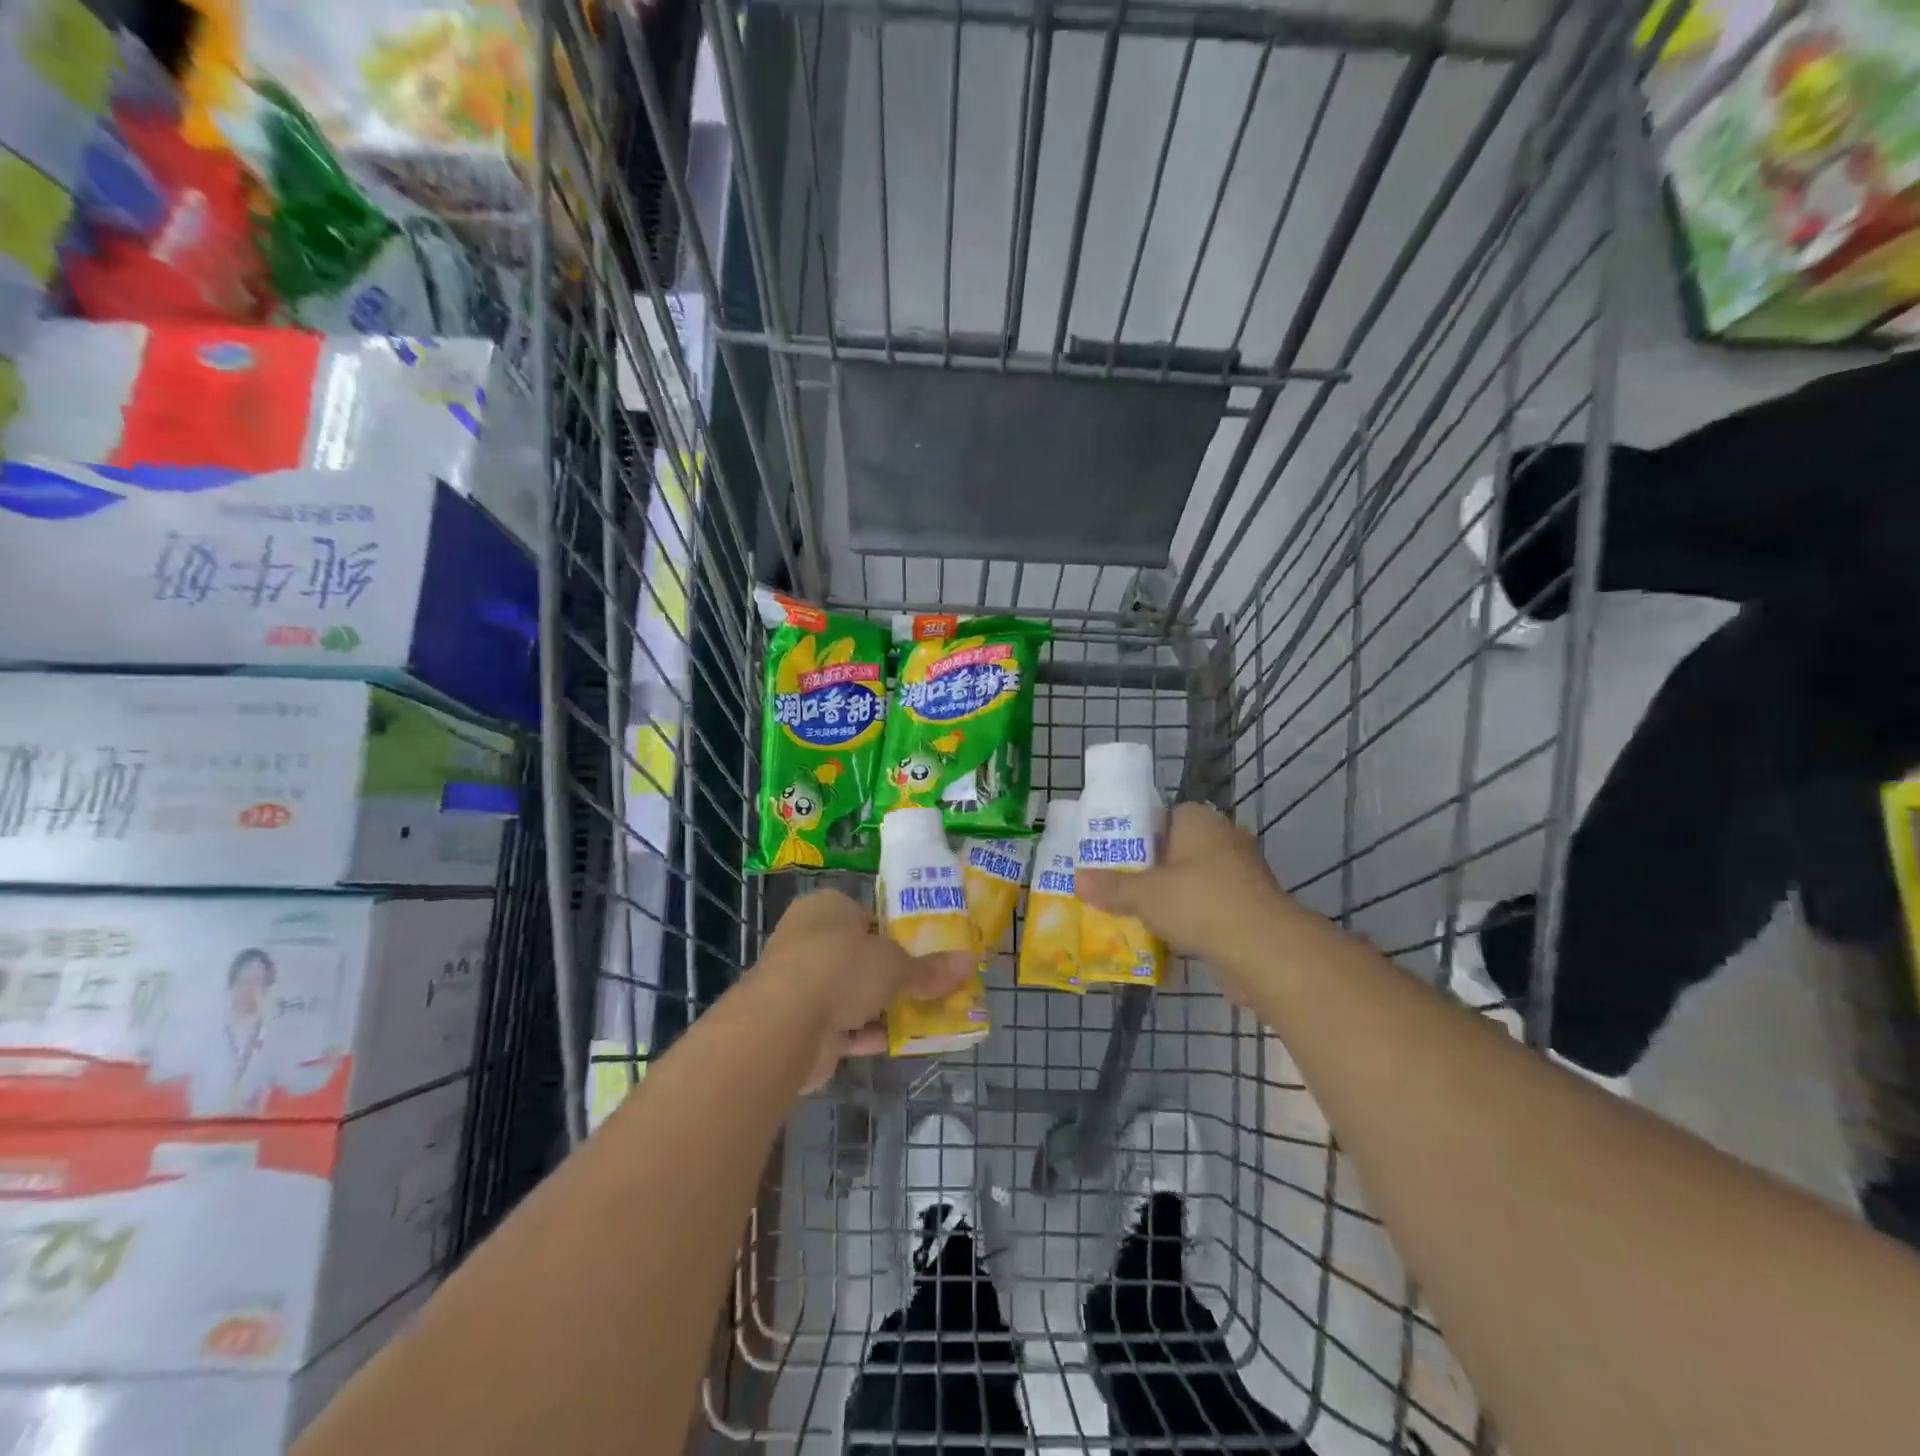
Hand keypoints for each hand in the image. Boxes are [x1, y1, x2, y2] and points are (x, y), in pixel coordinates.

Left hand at [753, 888, 973, 1091]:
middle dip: (891, 976)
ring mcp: (800, 982)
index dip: (896, 934)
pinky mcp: (799, 1023)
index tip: (924, 952)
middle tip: (928, 987)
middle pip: (860, 957)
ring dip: (881, 1007)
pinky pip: (841, 1026)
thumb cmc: (841, 967)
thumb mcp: (895, 965)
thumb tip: (968, 963)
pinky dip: (866, 1033)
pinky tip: (898, 1042)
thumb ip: (929, 969)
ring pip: (851, 993)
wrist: (785, 1023)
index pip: (867, 916)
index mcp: (826, 908)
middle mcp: (808, 939)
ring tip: (923, 1017)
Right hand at [1077, 802, 1287, 967]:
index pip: (1165, 816)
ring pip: (1195, 882)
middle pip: (1179, 851)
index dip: (1140, 834)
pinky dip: (1194, 922)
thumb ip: (1111, 886)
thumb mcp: (1144, 895)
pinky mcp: (1252, 907)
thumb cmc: (1200, 903)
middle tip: (1121, 888)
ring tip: (1138, 916)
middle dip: (1153, 871)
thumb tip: (1077, 878)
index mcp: (1200, 821)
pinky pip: (1212, 908)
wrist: (1264, 950)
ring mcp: (1243, 874)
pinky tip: (1169, 940)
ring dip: (1173, 899)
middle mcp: (1224, 839)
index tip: (1117, 857)